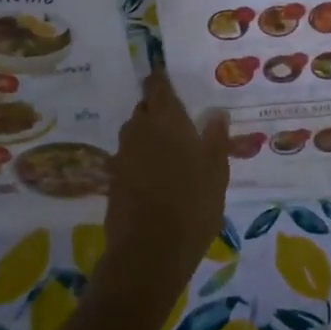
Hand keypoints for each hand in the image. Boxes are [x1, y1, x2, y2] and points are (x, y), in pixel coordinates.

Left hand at [100, 72, 230, 300]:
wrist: (148, 253)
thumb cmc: (192, 205)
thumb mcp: (216, 171)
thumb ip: (215, 139)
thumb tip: (216, 113)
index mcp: (165, 119)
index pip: (157, 86)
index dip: (161, 79)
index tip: (167, 76)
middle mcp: (139, 130)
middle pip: (144, 109)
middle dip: (157, 110)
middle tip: (178, 119)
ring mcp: (122, 156)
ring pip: (135, 134)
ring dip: (149, 135)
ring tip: (170, 149)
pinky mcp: (113, 181)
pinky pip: (130, 159)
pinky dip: (141, 160)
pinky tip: (157, 176)